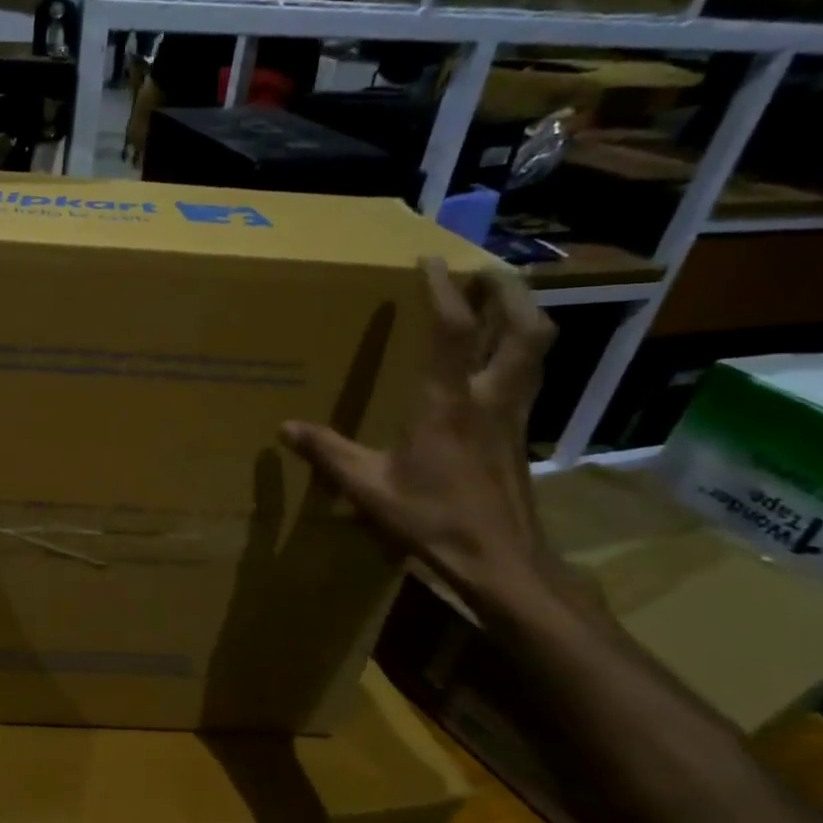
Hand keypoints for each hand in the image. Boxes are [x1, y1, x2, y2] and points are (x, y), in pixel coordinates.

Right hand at [279, 258, 554, 601]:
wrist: (502, 561)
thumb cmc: (434, 519)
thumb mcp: (368, 488)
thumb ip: (328, 453)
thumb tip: (285, 428)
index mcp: (448, 404)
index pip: (454, 331)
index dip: (444, 290)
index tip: (431, 261)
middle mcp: (491, 398)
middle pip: (524, 328)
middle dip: (509, 291)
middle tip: (484, 269)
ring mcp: (515, 415)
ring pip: (537, 349)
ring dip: (523, 315)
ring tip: (500, 299)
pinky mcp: (522, 434)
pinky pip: (530, 375)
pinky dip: (520, 351)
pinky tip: (499, 360)